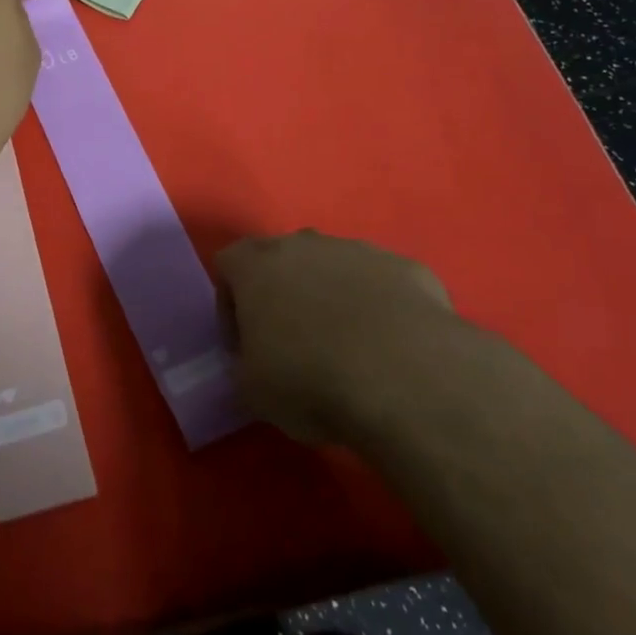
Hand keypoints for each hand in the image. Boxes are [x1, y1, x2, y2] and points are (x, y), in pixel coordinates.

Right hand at [215, 231, 461, 445]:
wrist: (407, 379)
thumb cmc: (311, 381)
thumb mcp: (253, 391)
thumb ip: (245, 365)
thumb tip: (257, 363)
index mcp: (257, 264)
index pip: (228, 265)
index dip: (231, 306)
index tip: (246, 346)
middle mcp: (305, 243)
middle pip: (284, 259)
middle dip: (285, 294)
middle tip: (295, 344)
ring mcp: (359, 250)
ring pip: (336, 267)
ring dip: (334, 297)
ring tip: (350, 349)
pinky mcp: (407, 267)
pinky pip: (383, 283)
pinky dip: (382, 307)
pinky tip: (392, 348)